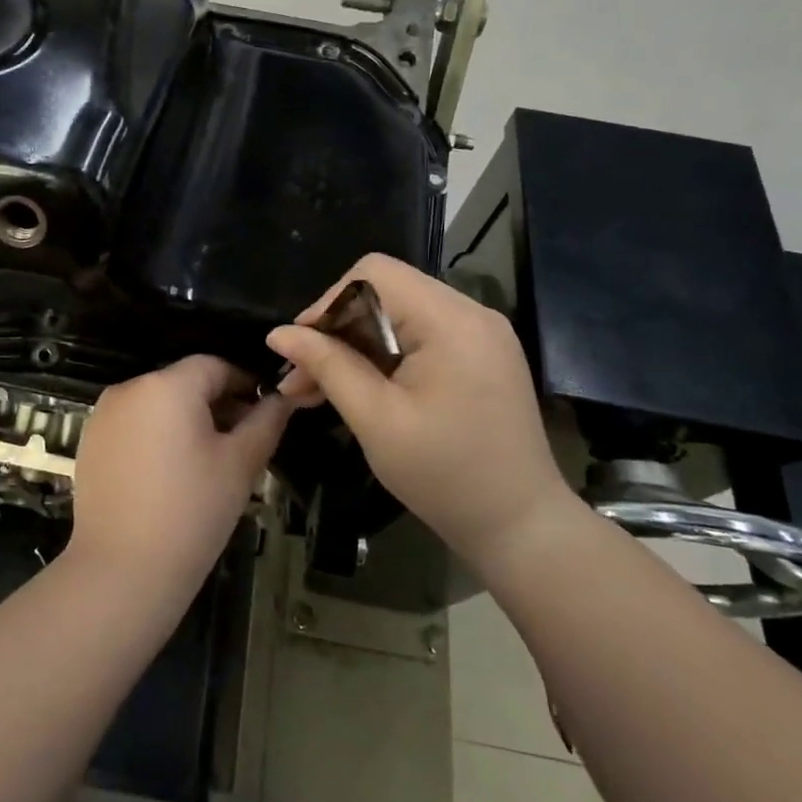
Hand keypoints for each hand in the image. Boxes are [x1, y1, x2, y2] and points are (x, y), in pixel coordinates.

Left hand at [67, 356, 291, 605]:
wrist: (123, 570)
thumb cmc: (192, 511)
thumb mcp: (240, 464)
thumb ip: (266, 422)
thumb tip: (282, 398)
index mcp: (167, 385)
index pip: (214, 366)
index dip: (243, 384)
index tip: (263, 413)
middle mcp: (129, 388)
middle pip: (183, 383)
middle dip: (216, 405)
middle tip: (241, 443)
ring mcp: (103, 416)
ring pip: (157, 405)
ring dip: (185, 421)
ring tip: (207, 463)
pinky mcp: (89, 443)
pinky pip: (133, 426)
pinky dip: (155, 437)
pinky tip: (169, 476)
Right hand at [267, 254, 578, 564]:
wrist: (522, 527)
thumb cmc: (445, 476)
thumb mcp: (376, 420)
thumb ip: (328, 366)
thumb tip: (279, 334)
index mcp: (451, 320)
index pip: (373, 273)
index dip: (328, 302)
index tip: (302, 349)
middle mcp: (471, 312)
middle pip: (385, 291)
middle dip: (337, 329)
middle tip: (301, 378)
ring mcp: (481, 333)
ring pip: (398, 314)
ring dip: (356, 345)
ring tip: (317, 389)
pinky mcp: (481, 355)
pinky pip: (420, 335)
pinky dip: (385, 355)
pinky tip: (358, 388)